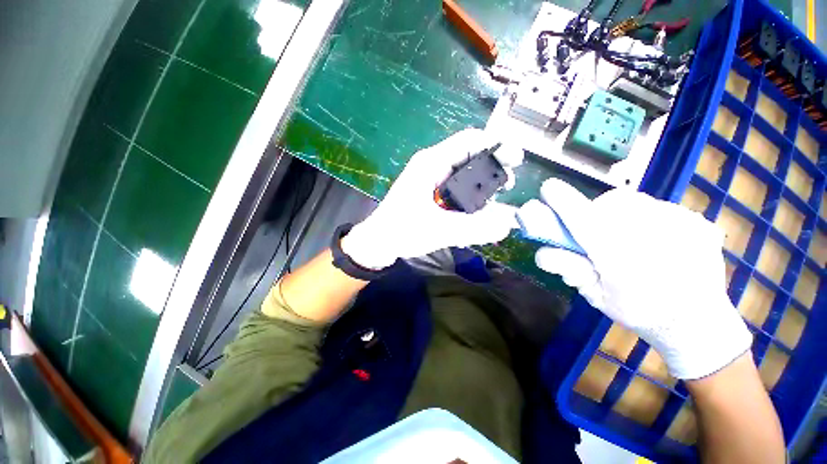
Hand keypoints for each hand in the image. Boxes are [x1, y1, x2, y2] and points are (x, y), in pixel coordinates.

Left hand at [342, 129, 522, 268]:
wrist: (379, 243)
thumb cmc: (401, 231)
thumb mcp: (439, 230)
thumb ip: (474, 228)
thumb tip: (507, 226)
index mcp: (432, 163)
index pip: (469, 141)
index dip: (494, 145)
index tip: (514, 161)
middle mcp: (434, 167)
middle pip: (471, 157)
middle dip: (492, 170)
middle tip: (507, 187)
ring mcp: (434, 181)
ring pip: (467, 176)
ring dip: (482, 188)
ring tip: (491, 208)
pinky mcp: (434, 195)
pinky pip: (459, 191)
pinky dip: (470, 201)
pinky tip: (475, 217)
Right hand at [526, 179, 751, 379]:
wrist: (699, 323)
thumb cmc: (640, 313)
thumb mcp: (594, 295)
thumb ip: (567, 268)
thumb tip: (543, 248)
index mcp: (617, 255)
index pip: (582, 216)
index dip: (562, 199)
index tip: (548, 189)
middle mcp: (649, 233)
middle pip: (610, 202)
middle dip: (595, 212)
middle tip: (596, 232)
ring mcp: (679, 223)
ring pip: (635, 202)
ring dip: (621, 213)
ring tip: (628, 237)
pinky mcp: (697, 221)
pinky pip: (660, 208)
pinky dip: (648, 219)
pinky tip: (656, 241)